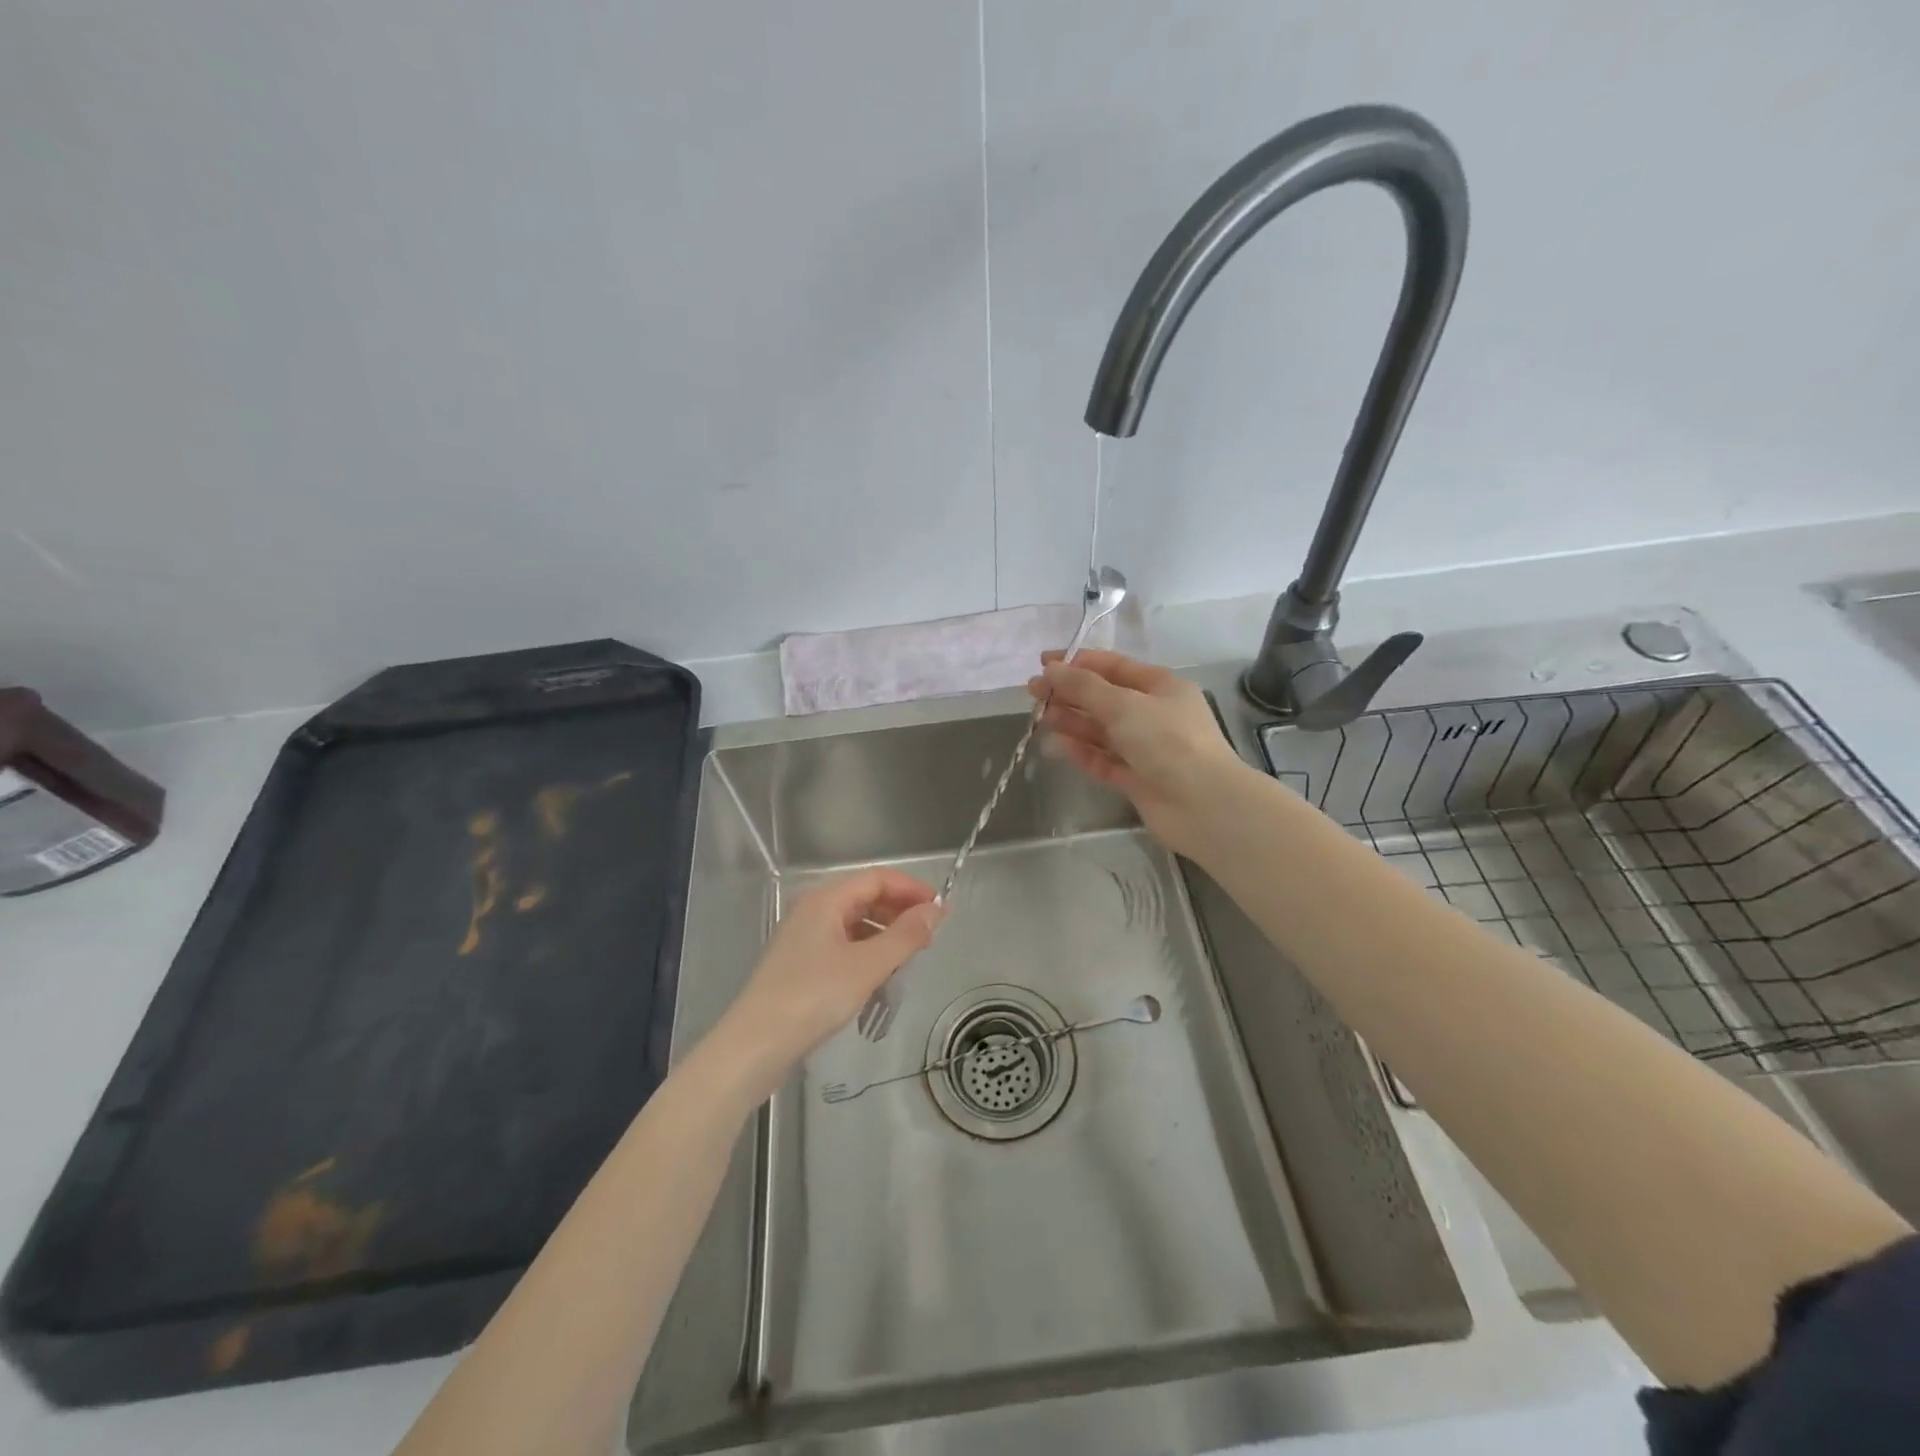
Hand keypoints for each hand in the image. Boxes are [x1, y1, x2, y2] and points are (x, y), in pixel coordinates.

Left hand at [703, 869, 943, 1104]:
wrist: (752, 1047)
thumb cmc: (812, 998)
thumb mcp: (867, 966)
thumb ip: (905, 936)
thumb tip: (936, 910)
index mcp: (825, 900)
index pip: (877, 878)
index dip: (911, 889)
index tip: (941, 909)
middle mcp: (812, 911)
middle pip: (865, 898)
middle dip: (899, 912)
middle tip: (929, 937)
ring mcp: (803, 939)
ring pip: (854, 925)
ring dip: (885, 935)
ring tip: (909, 960)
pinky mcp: (799, 966)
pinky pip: (842, 947)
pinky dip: (866, 954)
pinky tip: (879, 978)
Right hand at [1029, 649, 1250, 857]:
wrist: (1203, 805)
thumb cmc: (1167, 741)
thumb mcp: (1124, 705)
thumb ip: (1084, 687)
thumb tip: (1051, 669)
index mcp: (1160, 686)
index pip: (1114, 666)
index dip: (1078, 663)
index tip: (1044, 664)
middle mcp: (1154, 714)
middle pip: (1105, 698)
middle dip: (1070, 693)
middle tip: (1032, 692)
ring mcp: (1146, 749)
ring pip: (1102, 730)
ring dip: (1072, 721)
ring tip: (1040, 716)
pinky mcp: (1137, 779)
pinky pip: (1104, 759)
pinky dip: (1082, 751)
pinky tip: (1058, 745)